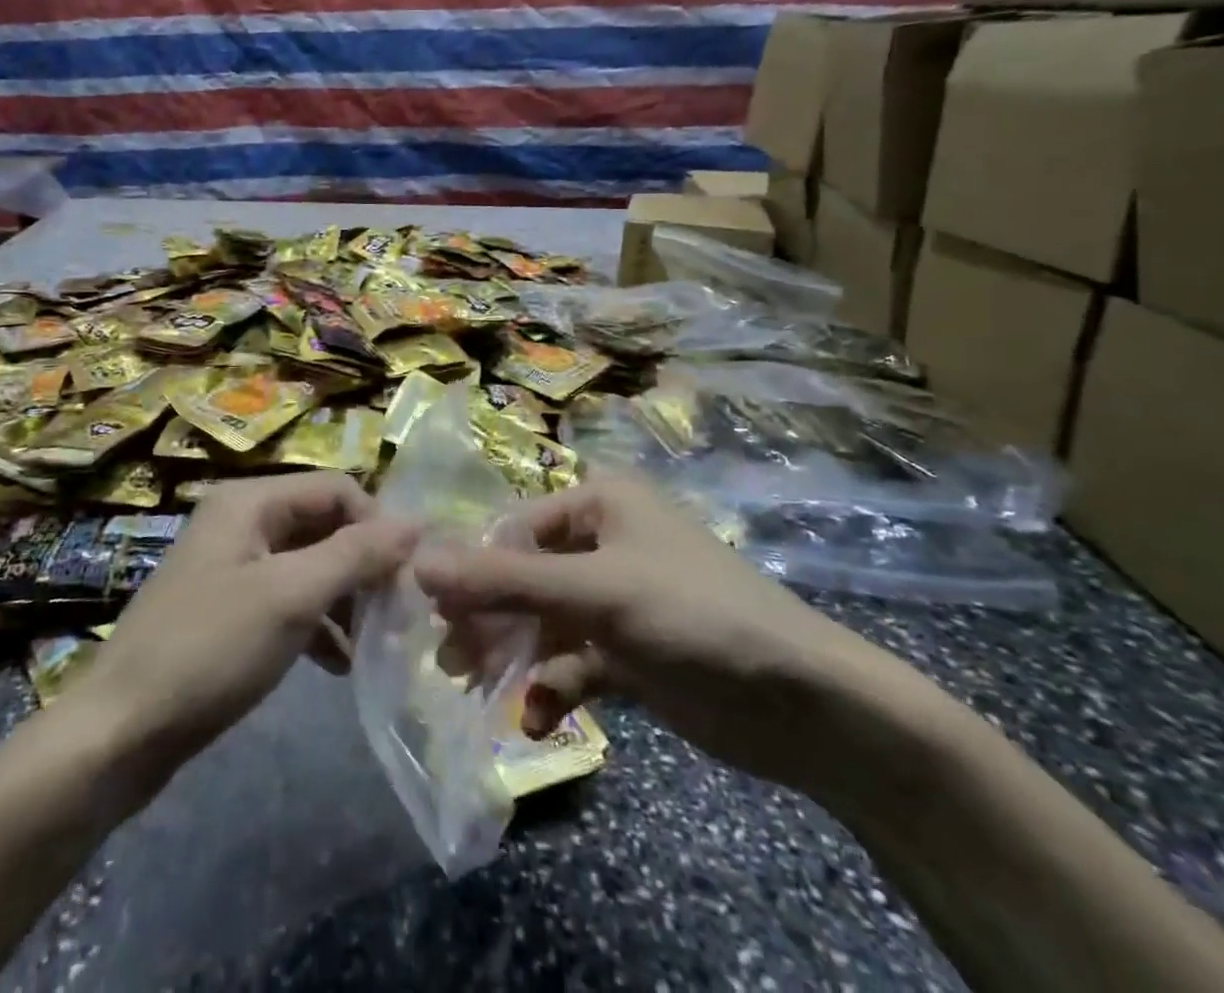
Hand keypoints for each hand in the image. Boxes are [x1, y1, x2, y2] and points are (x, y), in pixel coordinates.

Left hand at [71, 472, 416, 788]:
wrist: (120, 732)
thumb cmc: (210, 649)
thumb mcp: (292, 596)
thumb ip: (356, 554)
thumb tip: (415, 522)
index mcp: (249, 501)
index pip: (335, 488)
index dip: (376, 523)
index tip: (410, 573)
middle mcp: (241, 521)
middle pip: (322, 525)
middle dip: (363, 564)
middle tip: (399, 611)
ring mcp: (232, 566)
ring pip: (309, 565)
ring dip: (345, 598)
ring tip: (376, 641)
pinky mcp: (229, 609)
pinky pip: (288, 600)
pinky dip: (318, 624)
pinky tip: (340, 664)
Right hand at [414, 474, 880, 793]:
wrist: (805, 705)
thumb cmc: (693, 616)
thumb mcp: (595, 593)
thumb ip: (504, 581)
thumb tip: (418, 562)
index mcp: (600, 503)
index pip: (514, 530)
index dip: (472, 569)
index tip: (433, 612)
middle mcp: (605, 541)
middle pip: (525, 576)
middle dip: (490, 617)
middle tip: (450, 661)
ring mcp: (617, 599)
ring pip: (544, 621)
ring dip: (515, 656)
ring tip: (479, 691)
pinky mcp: (629, 651)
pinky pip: (574, 661)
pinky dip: (553, 687)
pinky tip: (539, 720)